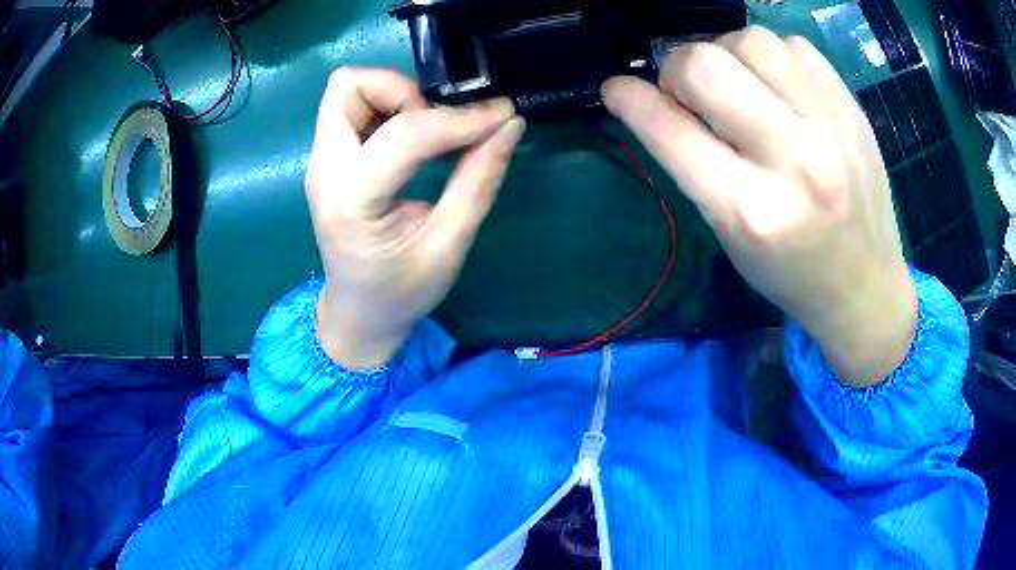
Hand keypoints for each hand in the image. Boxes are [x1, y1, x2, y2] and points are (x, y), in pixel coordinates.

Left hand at [306, 68, 524, 369]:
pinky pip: (350, 108)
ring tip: (427, 132)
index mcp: (351, 201)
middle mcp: (324, 171)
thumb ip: (479, 180)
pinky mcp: (326, 160)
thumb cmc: (401, 292)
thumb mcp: (449, 245)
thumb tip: (509, 125)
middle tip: (438, 124)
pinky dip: (386, 108)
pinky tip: (411, 140)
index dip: (458, 119)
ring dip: (394, 96)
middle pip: (349, 86)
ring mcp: (319, 162)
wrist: (358, 314)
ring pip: (347, 90)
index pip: (404, 134)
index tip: (500, 116)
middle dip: (404, 91)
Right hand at [602, 27, 916, 387]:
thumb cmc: (792, 273)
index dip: (631, 101)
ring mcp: (831, 127)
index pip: (671, 130)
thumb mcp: (731, 236)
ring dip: (727, 53)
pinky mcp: (851, 108)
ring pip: (751, 40)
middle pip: (707, 65)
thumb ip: (693, 164)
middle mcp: (794, 161)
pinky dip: (772, 56)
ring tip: (738, 83)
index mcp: (751, 210)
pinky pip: (794, 45)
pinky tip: (778, 85)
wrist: (866, 286)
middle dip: (678, 70)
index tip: (616, 89)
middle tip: (688, 91)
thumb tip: (658, 100)